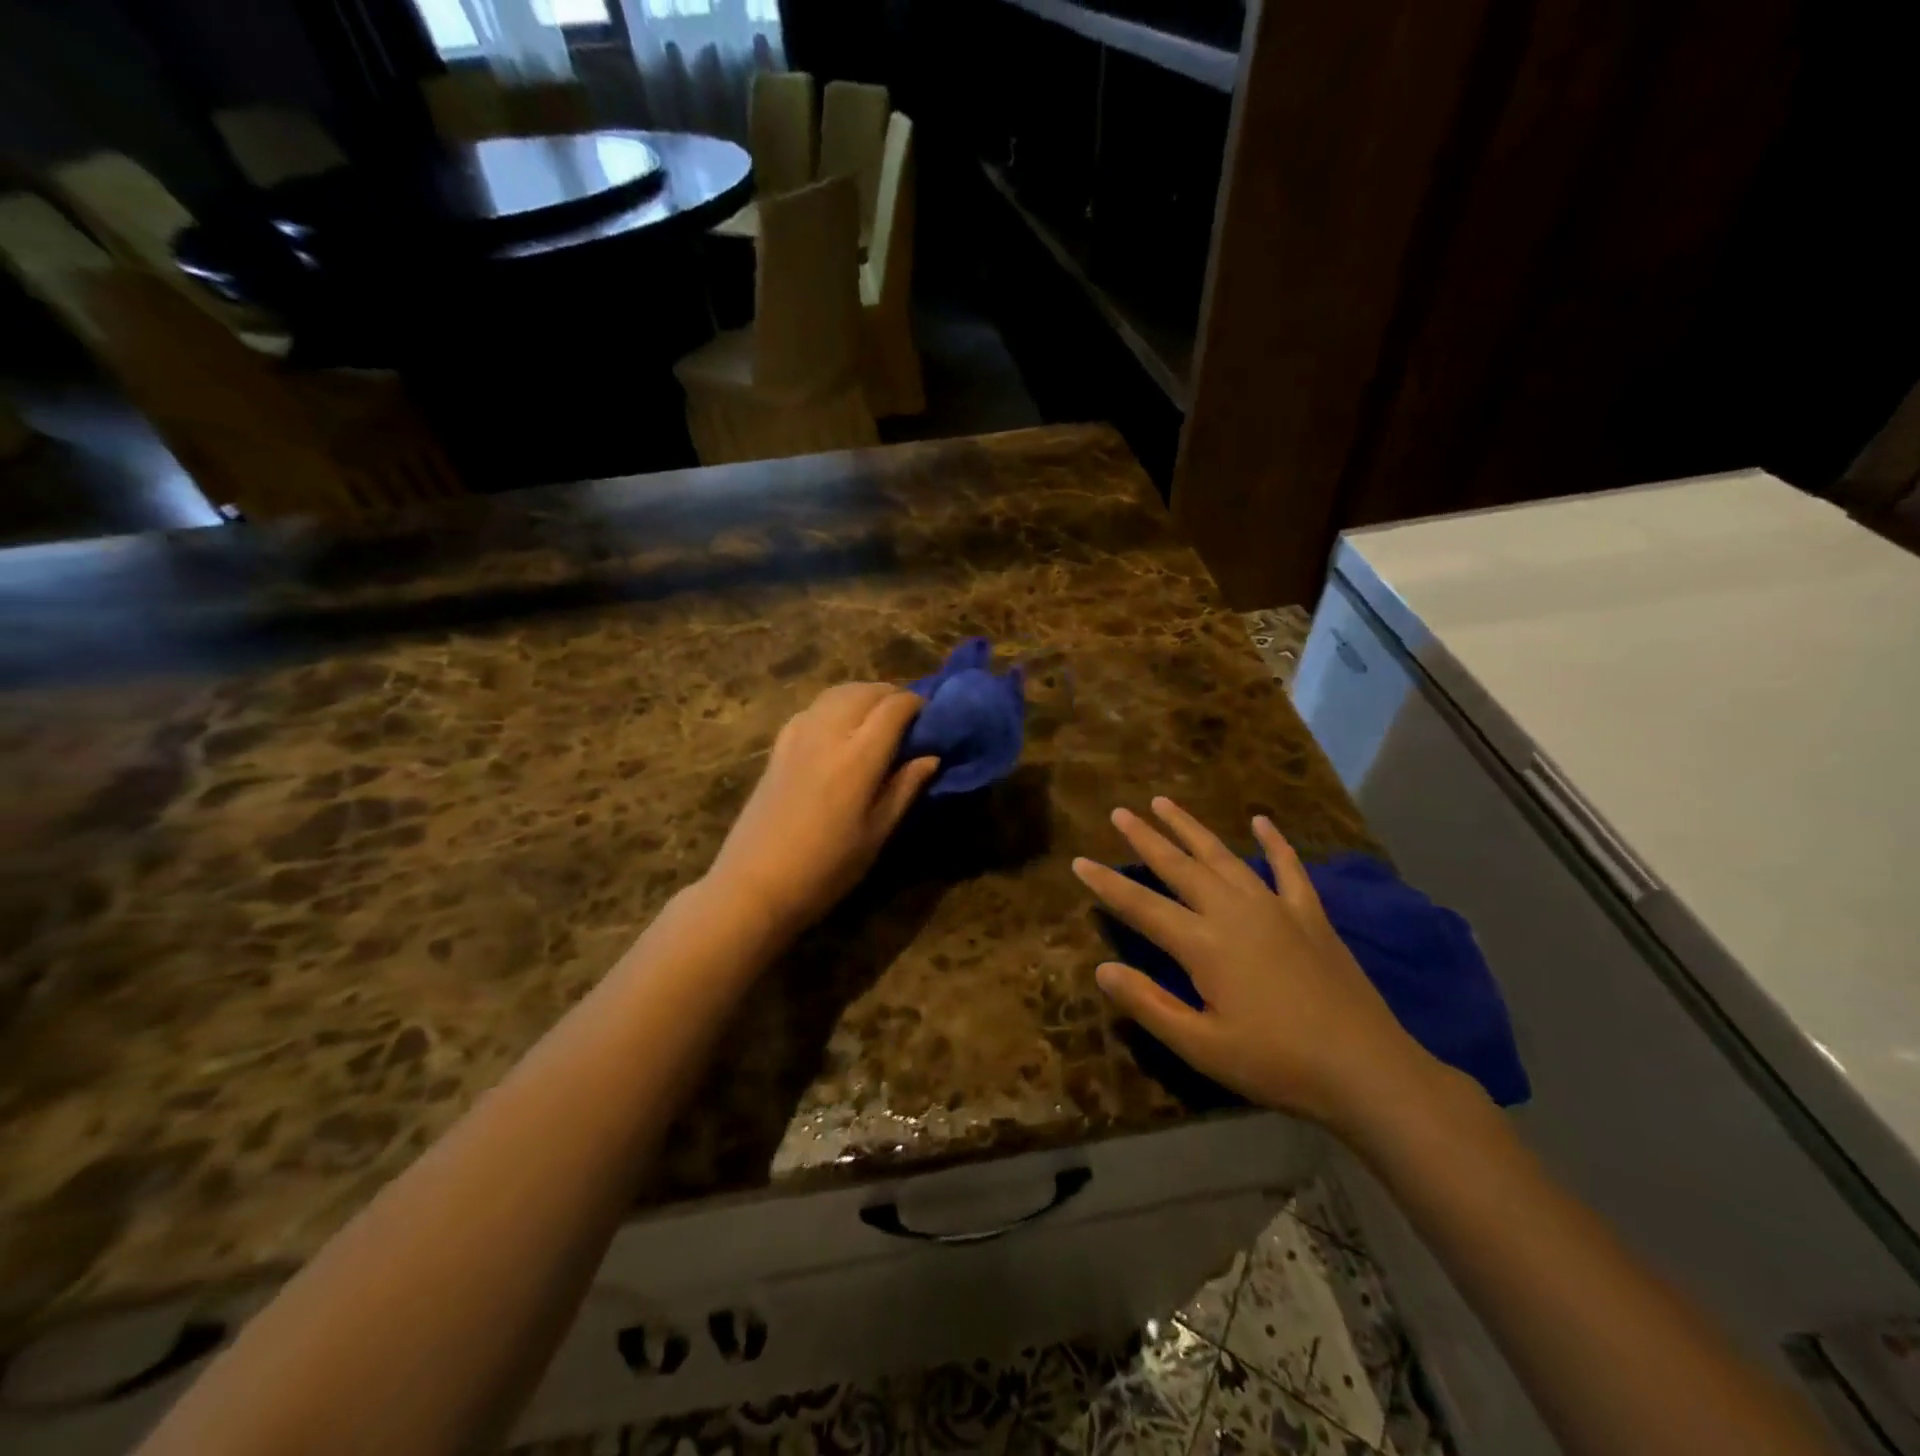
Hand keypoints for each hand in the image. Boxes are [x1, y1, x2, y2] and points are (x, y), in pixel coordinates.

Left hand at [705, 683, 939, 932]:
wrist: (754, 885)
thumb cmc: (826, 869)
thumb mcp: (876, 834)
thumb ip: (905, 788)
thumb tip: (931, 757)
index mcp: (858, 757)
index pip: (894, 707)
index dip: (917, 705)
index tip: (931, 719)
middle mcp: (828, 733)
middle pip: (866, 691)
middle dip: (892, 696)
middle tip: (908, 721)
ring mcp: (798, 735)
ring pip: (837, 693)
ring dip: (864, 697)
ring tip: (877, 721)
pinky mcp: (778, 745)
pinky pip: (814, 708)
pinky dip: (836, 706)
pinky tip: (840, 730)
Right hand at [1072, 797, 1442, 1129]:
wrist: (1366, 1069)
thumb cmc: (1276, 1064)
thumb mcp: (1201, 1046)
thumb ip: (1149, 1004)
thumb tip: (1102, 968)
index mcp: (1203, 945)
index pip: (1141, 906)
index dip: (1107, 884)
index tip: (1079, 861)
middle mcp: (1233, 912)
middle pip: (1179, 867)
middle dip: (1145, 839)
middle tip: (1120, 812)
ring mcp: (1275, 907)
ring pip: (1223, 856)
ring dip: (1191, 828)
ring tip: (1165, 802)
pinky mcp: (1309, 915)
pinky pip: (1288, 868)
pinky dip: (1274, 842)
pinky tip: (1261, 820)